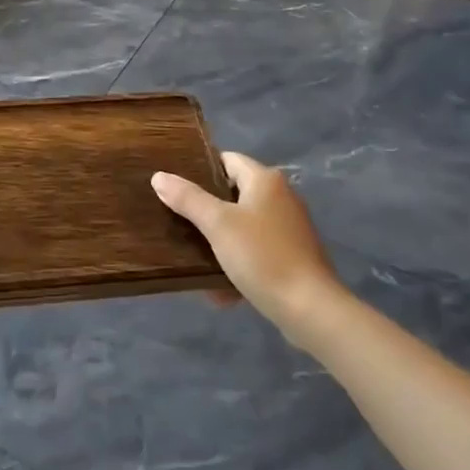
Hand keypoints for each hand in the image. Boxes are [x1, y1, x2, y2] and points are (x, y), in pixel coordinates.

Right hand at [152, 153, 340, 335]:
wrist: (310, 309)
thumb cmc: (262, 256)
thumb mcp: (218, 225)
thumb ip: (188, 199)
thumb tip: (159, 176)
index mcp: (265, 180)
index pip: (227, 160)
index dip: (201, 169)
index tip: (176, 186)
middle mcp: (281, 197)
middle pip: (233, 194)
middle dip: (207, 210)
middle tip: (178, 221)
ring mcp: (289, 228)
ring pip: (243, 227)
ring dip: (220, 242)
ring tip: (193, 257)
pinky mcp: (293, 256)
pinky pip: (256, 252)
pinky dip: (238, 264)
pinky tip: (220, 288)